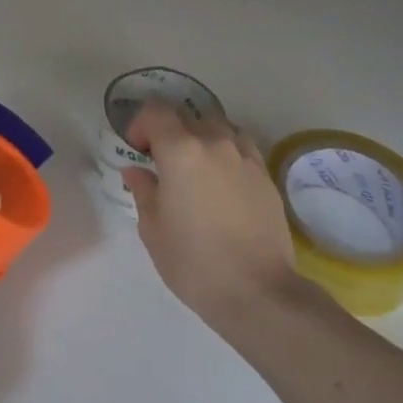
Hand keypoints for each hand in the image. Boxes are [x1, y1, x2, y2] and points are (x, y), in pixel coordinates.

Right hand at [123, 100, 297, 327]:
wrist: (258, 291)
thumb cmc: (194, 262)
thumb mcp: (153, 230)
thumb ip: (143, 191)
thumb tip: (137, 171)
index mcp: (181, 151)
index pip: (157, 111)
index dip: (141, 123)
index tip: (138, 149)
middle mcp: (215, 143)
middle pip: (188, 117)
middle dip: (170, 132)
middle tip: (163, 163)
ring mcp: (245, 157)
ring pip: (218, 128)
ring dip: (201, 139)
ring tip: (196, 170)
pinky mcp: (266, 176)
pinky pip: (241, 148)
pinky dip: (226, 154)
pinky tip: (222, 183)